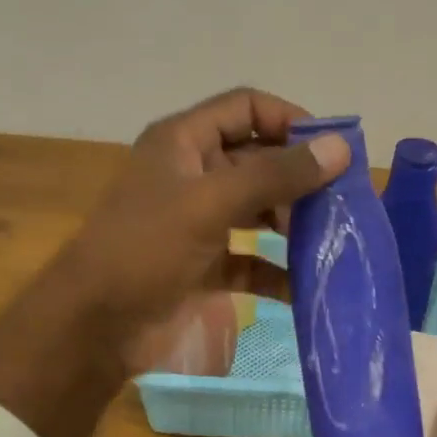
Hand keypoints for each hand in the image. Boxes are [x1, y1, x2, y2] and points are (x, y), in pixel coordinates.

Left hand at [57, 87, 351, 376]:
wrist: (94, 327)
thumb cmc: (146, 250)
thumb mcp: (211, 204)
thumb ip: (275, 175)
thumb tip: (340, 148)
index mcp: (183, 142)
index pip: (246, 108)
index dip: (289, 120)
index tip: (332, 150)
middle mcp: (192, 175)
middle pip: (257, 160)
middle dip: (298, 178)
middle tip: (341, 200)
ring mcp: (198, 222)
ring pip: (257, 210)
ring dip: (292, 223)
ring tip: (331, 239)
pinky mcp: (204, 266)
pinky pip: (250, 260)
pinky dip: (277, 270)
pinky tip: (306, 285)